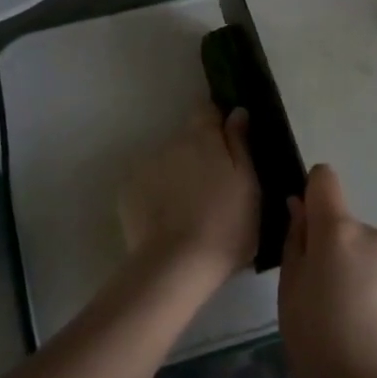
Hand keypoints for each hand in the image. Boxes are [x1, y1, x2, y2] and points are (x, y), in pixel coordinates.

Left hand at [117, 106, 258, 290]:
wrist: (178, 267)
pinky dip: (158, 195)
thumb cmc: (227, 226)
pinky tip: (168, 220)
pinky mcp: (128, 192)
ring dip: (178, 175)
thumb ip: (240, 144)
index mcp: (203, 137)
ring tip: (189, 209)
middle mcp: (171, 143)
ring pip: (167, 163)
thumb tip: (237, 112)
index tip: (226, 142)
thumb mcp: (248, 185)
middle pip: (187, 139)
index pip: (206, 110)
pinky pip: (148, 185)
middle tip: (214, 187)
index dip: (216, 122)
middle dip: (198, 154)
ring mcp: (146, 167)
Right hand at [278, 165, 376, 377]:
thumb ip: (296, 240)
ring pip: (362, 251)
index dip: (310, 192)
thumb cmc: (316, 338)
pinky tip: (360, 328)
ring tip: (337, 315)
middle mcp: (372, 235)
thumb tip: (300, 207)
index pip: (325, 179)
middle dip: (328, 244)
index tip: (301, 223)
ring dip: (349, 269)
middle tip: (313, 289)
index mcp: (339, 229)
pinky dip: (367, 290)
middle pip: (343, 223)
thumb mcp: (290, 288)